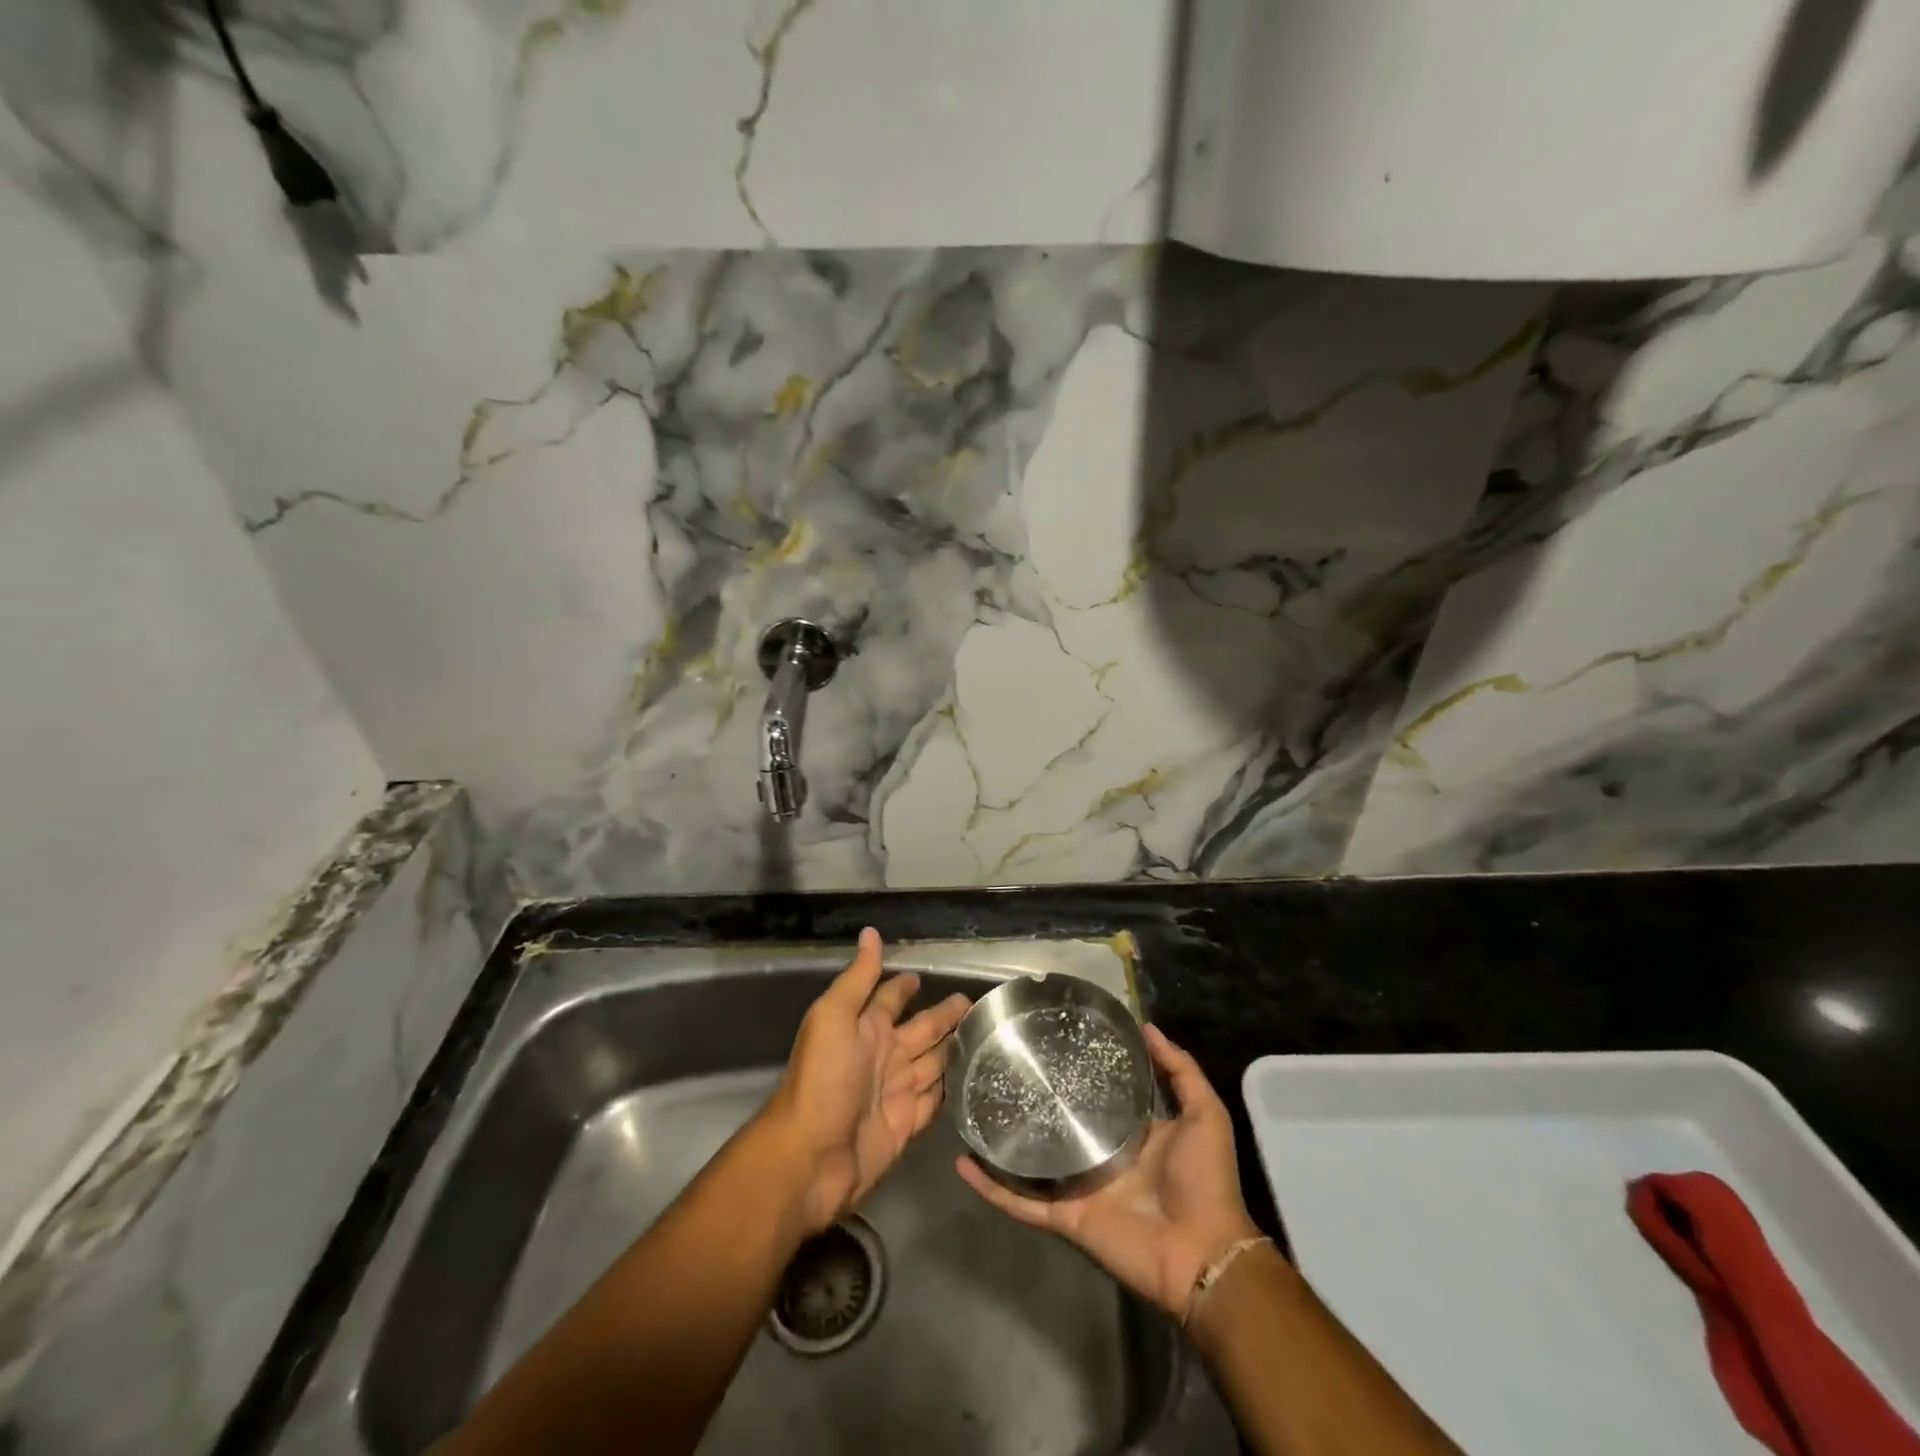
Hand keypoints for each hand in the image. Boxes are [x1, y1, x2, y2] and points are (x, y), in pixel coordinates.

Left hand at [764, 928, 969, 1232]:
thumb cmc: (822, 1079)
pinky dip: (951, 1090)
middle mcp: (882, 1055)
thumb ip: (858, 978)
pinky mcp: (907, 1124)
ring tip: (985, 1035)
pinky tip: (973, 1080)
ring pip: (933, 1062)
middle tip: (974, 1003)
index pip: (890, 998)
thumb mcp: (834, 1016)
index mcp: (864, 1027)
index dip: (905, 985)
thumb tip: (871, 932)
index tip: (927, 972)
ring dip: (954, 1049)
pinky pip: (935, 1101)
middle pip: (922, 1029)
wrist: (810, 1157)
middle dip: (944, 1015)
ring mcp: (896, 1091)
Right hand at [957, 1024, 1261, 1320]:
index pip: (1095, 1092)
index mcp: (1129, 1131)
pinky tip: (964, 1162)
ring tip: (973, 1108)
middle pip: (1057, 1123)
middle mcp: (1098, 1154)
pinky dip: (992, 1186)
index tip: (1049, 1039)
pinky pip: (1021, 1201)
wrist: (1203, 1252)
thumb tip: (1148, 1027)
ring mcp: (1078, 1186)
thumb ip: (1180, 1071)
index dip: (1075, 1069)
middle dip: (1032, 1100)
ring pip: (1031, 1160)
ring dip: (1003, 1141)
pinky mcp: (1064, 1216)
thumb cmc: (1204, 1179)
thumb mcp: (1204, 1113)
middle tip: (1000, 1065)